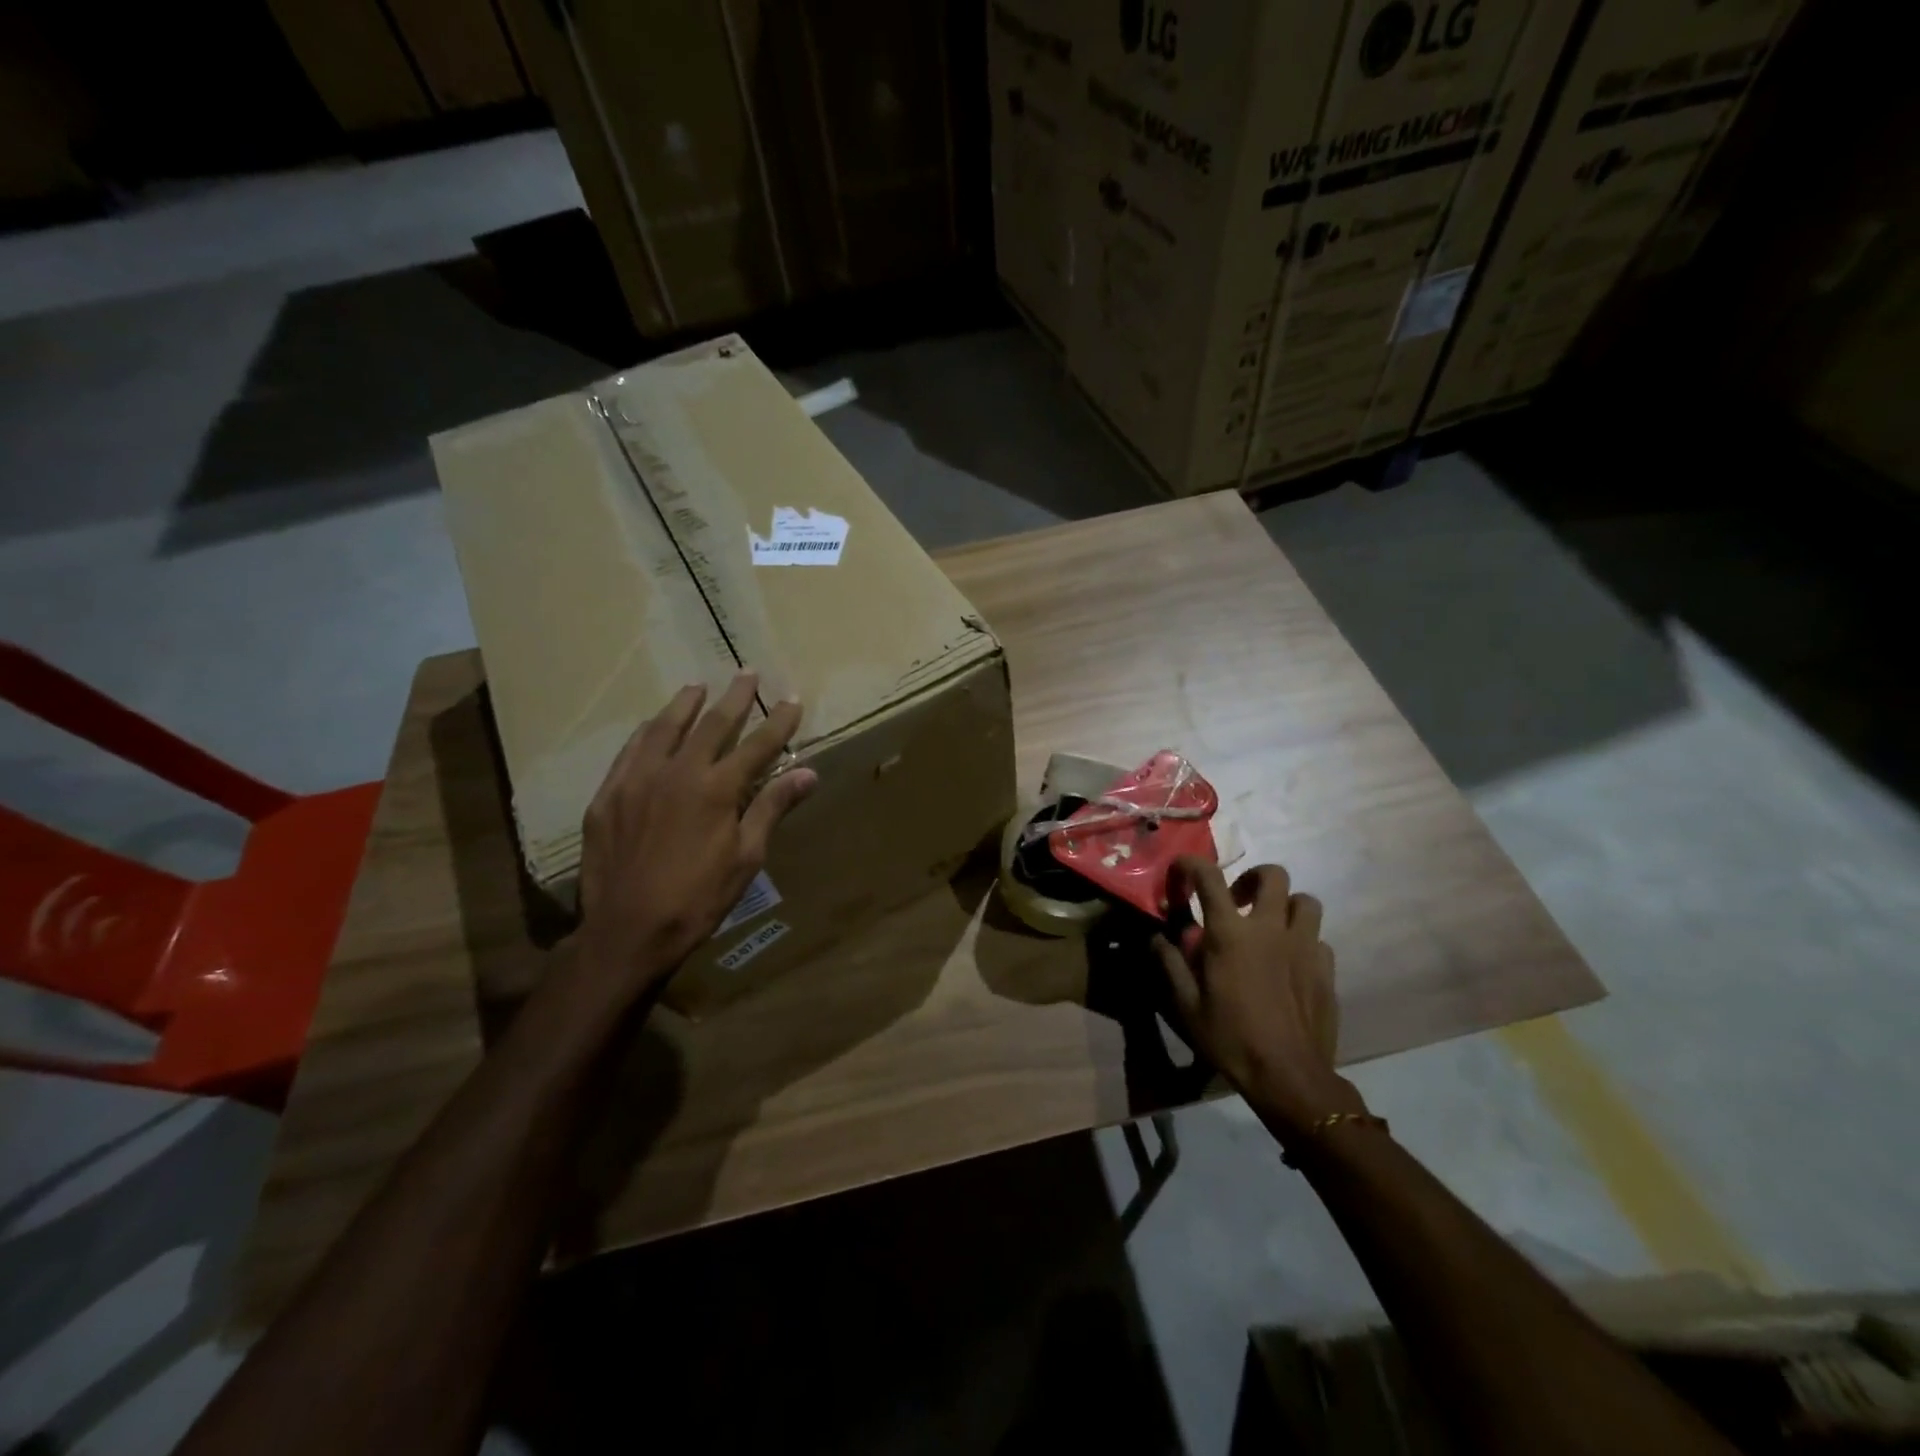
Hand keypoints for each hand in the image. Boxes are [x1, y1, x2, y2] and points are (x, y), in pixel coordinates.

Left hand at [573, 672, 816, 1000]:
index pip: (757, 745)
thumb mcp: (746, 858)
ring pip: (665, 729)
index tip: (791, 699)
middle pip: (712, 724)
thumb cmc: (698, 898)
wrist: (628, 930)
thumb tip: (808, 774)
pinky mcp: (608, 795)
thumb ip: (772, 808)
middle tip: (747, 673)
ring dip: (685, 705)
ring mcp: (638, 780)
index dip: (778, 722)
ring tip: (698, 687)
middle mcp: (678, 772)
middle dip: (735, 698)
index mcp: (717, 789)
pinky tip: (652, 725)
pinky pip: (630, 751)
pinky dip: (647, 732)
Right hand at [1153, 856, 1364, 1137]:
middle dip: (1252, 878)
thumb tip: (1157, 937)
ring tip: (1269, 927)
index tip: (1181, 870)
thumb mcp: (1186, 1005)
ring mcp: (1304, 947)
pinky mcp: (1326, 969)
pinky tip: (1289, 963)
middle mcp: (1271, 928)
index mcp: (1231, 933)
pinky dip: (1302, 941)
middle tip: (1237, 900)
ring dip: (1285, 906)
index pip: (1209, 877)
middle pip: (1273, 875)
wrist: (1289, 1077)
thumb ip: (1170, 964)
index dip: (1191, 865)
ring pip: (1305, 902)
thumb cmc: (1230, 1038)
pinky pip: (1318, 939)